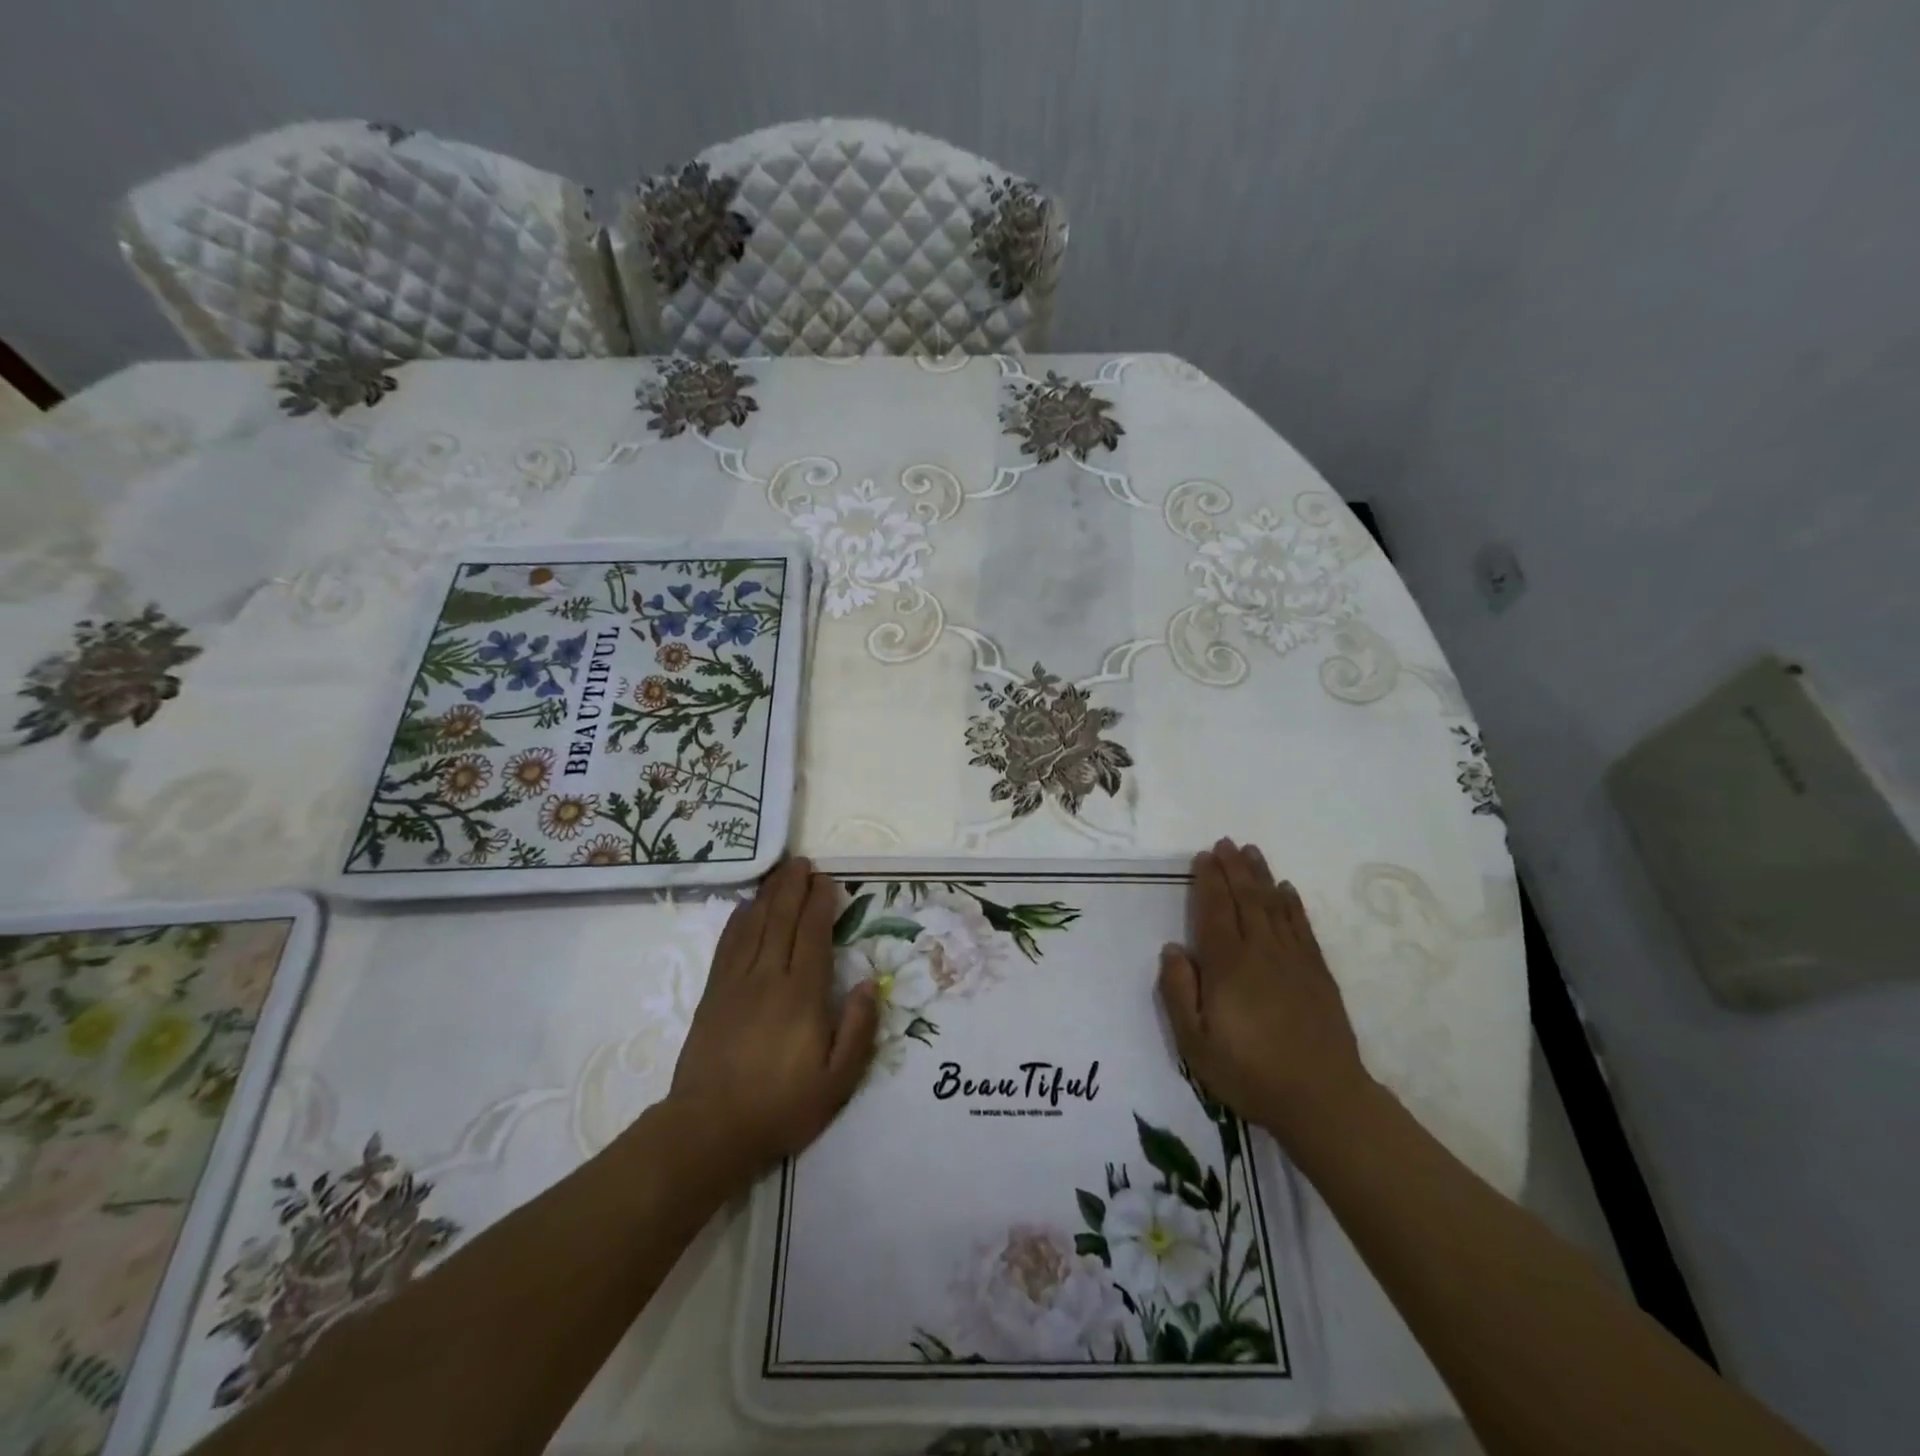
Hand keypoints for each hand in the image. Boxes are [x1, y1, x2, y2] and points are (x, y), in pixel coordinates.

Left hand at [668, 859, 877, 1174]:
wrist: (710, 1128)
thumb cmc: (782, 1106)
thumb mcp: (838, 1081)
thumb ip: (858, 1029)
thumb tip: (869, 984)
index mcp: (802, 995)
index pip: (813, 934)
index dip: (820, 903)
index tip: (827, 881)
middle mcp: (768, 977)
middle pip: (781, 919)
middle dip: (793, 887)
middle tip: (803, 862)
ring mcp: (736, 982)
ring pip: (754, 925)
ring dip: (768, 895)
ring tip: (779, 872)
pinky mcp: (713, 993)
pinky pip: (727, 944)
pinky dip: (738, 919)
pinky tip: (745, 907)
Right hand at [1157, 839, 1371, 1143]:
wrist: (1322, 1098)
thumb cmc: (1248, 1072)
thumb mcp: (1195, 1043)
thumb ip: (1178, 992)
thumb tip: (1172, 948)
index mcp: (1227, 965)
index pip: (1214, 910)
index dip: (1208, 880)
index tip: (1203, 856)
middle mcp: (1260, 951)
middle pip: (1245, 899)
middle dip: (1233, 868)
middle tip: (1225, 842)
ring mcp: (1293, 960)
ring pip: (1274, 905)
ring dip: (1261, 876)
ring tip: (1251, 851)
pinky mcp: (1317, 973)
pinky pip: (1302, 926)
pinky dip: (1292, 904)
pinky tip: (1287, 890)